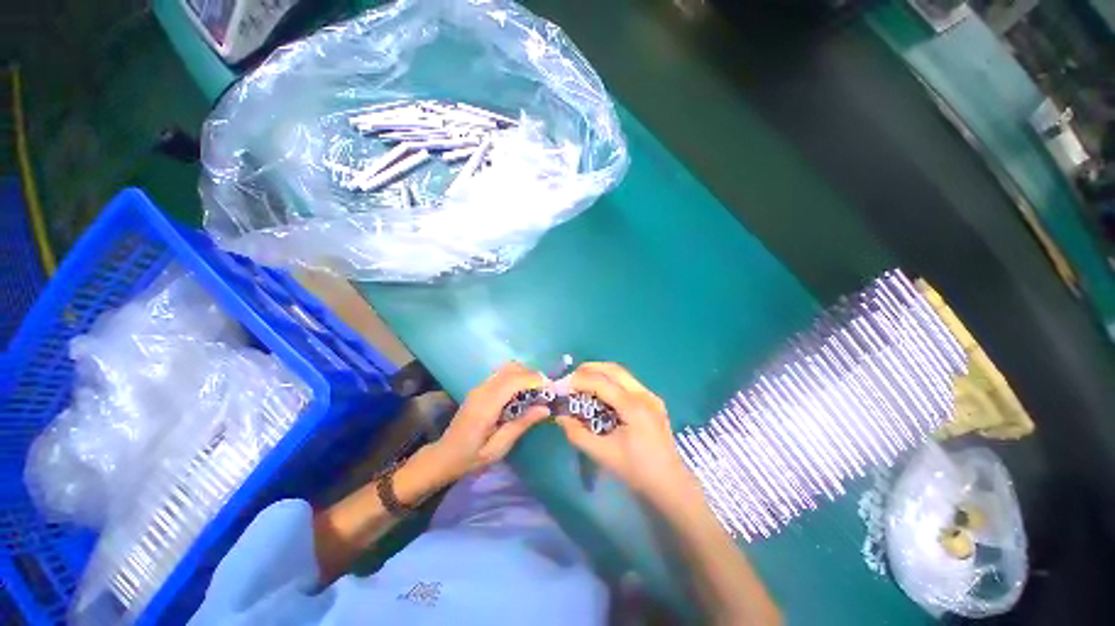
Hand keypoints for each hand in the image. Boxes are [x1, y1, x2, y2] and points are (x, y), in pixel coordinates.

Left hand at [428, 362, 548, 483]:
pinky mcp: (480, 388)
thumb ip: (521, 425)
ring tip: (537, 391)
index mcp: (486, 405)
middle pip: (512, 369)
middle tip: (546, 391)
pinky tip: (522, 392)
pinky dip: (517, 377)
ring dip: (525, 374)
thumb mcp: (498, 448)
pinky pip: (502, 374)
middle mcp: (482, 390)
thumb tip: (546, 409)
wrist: (444, 456)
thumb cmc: (471, 457)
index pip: (513, 381)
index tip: (551, 389)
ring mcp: (480, 386)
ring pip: (507, 368)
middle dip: (533, 375)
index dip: (534, 380)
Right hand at [555, 362, 695, 498]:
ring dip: (600, 373)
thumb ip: (577, 434)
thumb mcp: (602, 454)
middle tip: (571, 378)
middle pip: (613, 369)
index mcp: (633, 407)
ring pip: (622, 373)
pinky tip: (601, 393)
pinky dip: (611, 381)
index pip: (601, 383)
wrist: (670, 485)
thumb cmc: (636, 471)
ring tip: (582, 382)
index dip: (579, 381)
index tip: (562, 386)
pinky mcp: (653, 401)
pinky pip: (628, 382)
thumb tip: (560, 416)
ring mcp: (651, 396)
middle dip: (589, 369)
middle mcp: (644, 395)